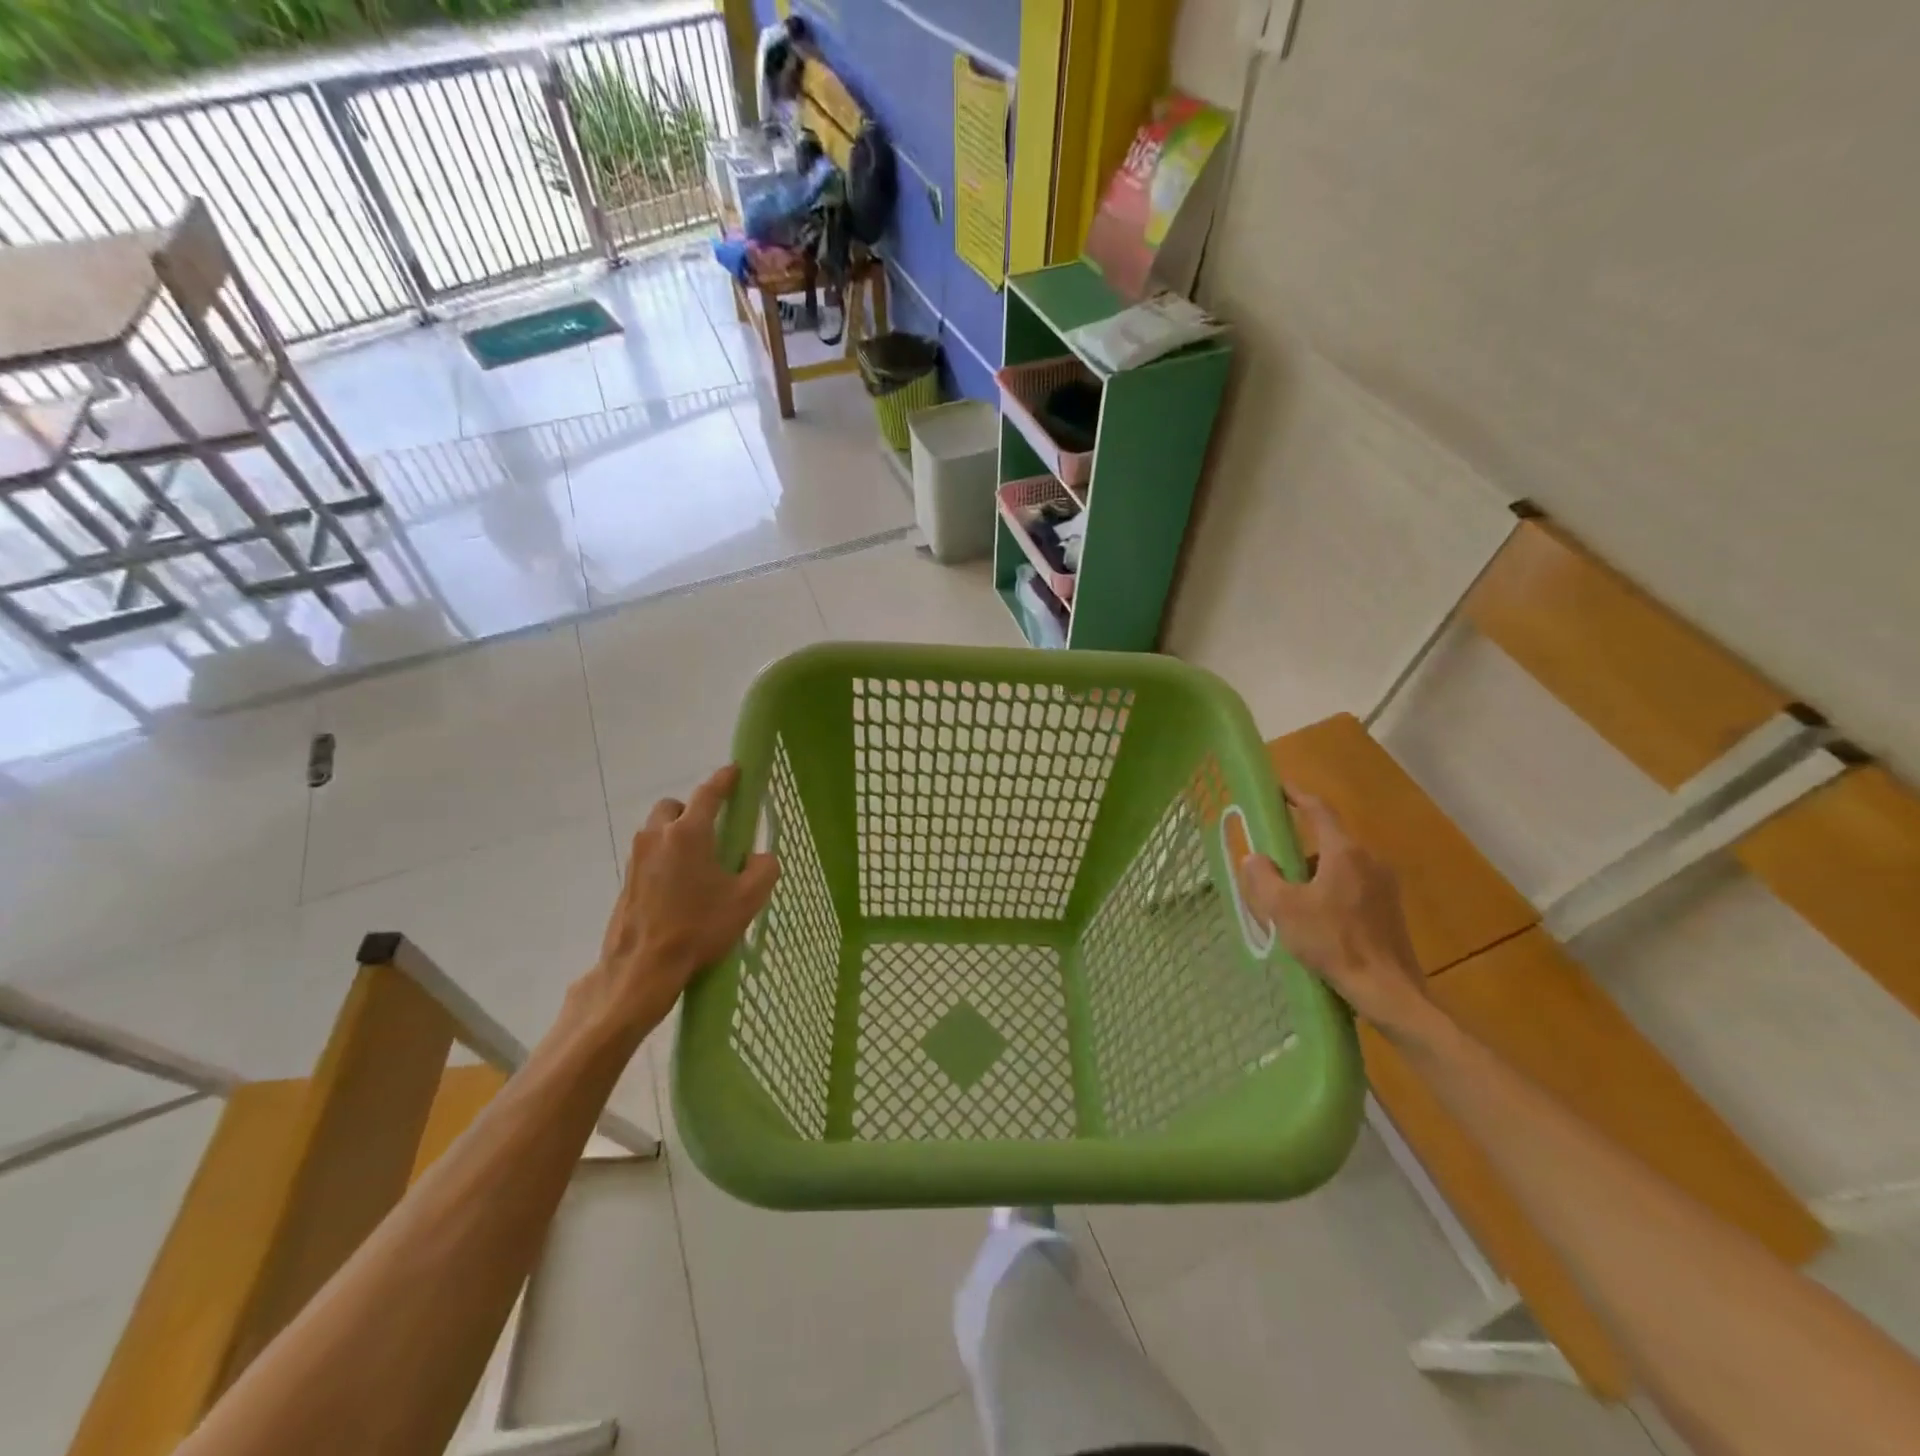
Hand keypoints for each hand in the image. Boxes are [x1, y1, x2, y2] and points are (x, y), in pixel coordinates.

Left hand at [572, 765, 779, 1038]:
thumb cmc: (698, 928)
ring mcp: (637, 857)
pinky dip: (666, 858)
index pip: (709, 793)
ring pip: (659, 830)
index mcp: (689, 833)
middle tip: (714, 832)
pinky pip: (650, 854)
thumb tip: (759, 857)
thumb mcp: (747, 899)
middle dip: (693, 810)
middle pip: (675, 807)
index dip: (725, 779)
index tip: (735, 770)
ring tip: (699, 864)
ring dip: (677, 835)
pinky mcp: (627, 879)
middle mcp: (658, 836)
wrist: (642, 968)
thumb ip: (764, 868)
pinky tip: (681, 887)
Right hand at [1237, 793, 1430, 1035]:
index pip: (1319, 810)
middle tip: (1273, 862)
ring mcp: (1385, 886)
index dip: (1297, 796)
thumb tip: (1255, 858)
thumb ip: (1264, 878)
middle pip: (1328, 841)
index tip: (1279, 788)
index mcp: (1344, 853)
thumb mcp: (1284, 909)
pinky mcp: (1390, 910)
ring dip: (1314, 874)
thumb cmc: (1333, 943)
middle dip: (1299, 848)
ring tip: (1290, 900)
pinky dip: (1331, 892)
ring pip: (1341, 867)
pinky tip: (1316, 921)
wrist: (1388, 991)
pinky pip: (1354, 887)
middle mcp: (1369, 861)